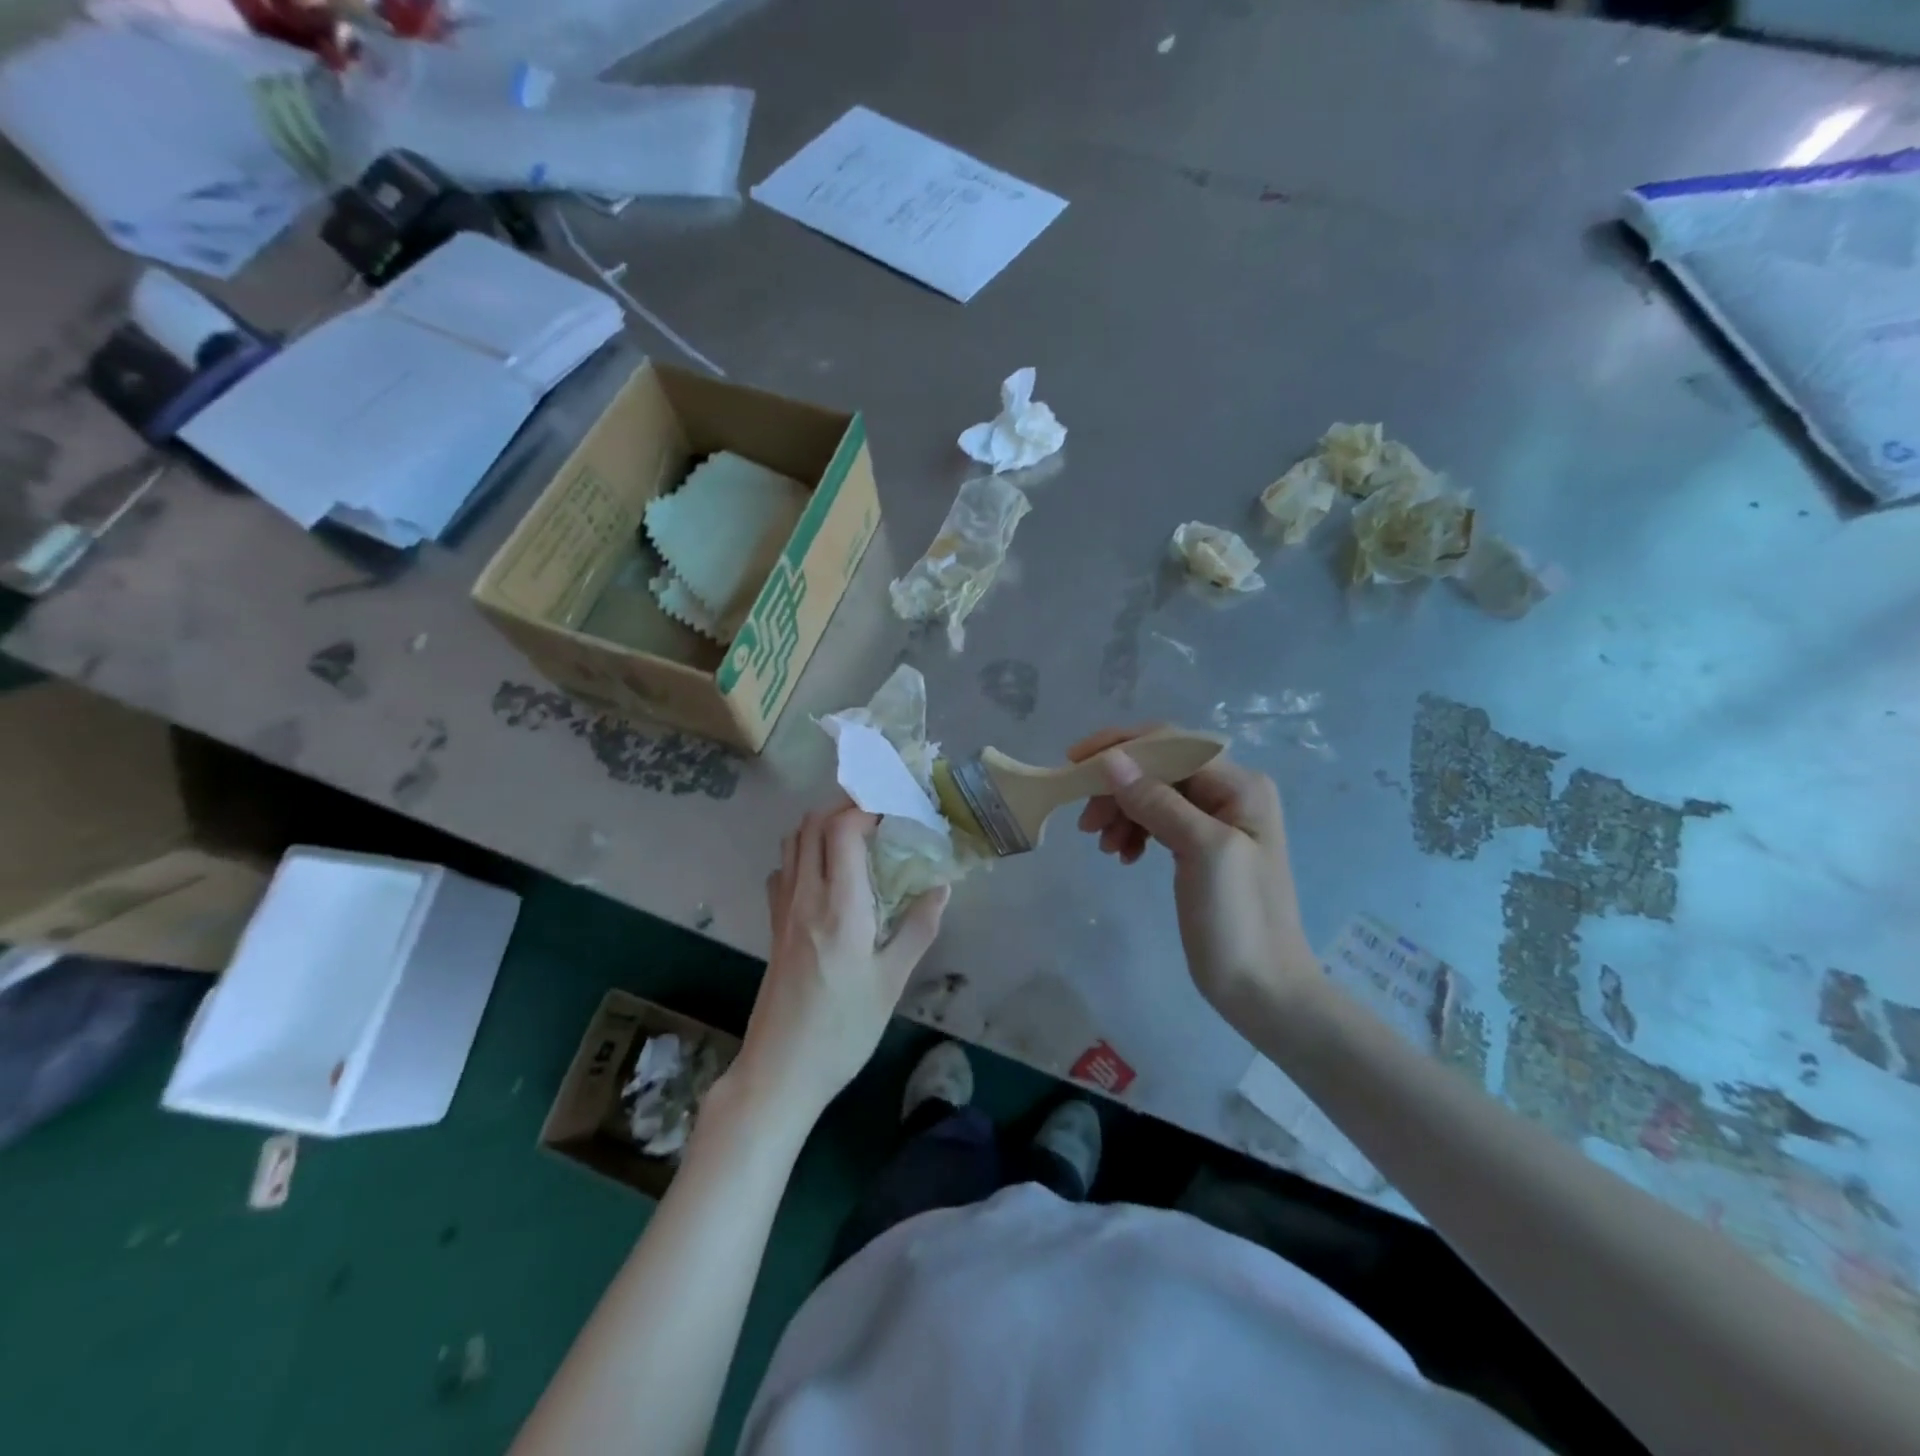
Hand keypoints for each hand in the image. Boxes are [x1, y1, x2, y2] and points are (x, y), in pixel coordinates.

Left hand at [734, 805, 948, 1124]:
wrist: (780, 1071)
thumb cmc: (843, 1030)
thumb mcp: (891, 982)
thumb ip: (918, 929)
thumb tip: (941, 886)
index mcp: (839, 906)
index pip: (842, 830)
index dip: (866, 808)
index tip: (894, 809)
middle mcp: (805, 896)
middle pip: (812, 824)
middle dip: (844, 806)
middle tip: (879, 813)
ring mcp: (783, 910)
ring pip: (792, 842)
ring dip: (821, 825)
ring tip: (856, 835)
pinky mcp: (773, 926)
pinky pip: (784, 870)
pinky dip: (803, 853)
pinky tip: (826, 874)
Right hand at [1071, 727, 1317, 1020]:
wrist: (1264, 990)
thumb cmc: (1238, 919)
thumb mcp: (1201, 851)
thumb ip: (1157, 800)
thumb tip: (1111, 760)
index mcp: (1239, 785)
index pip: (1170, 744)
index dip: (1120, 747)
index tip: (1074, 763)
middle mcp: (1229, 792)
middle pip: (1158, 768)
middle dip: (1117, 786)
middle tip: (1086, 822)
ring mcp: (1215, 821)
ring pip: (1153, 794)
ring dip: (1121, 811)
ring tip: (1103, 846)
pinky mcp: (1199, 847)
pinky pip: (1157, 821)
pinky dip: (1134, 831)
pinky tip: (1123, 856)